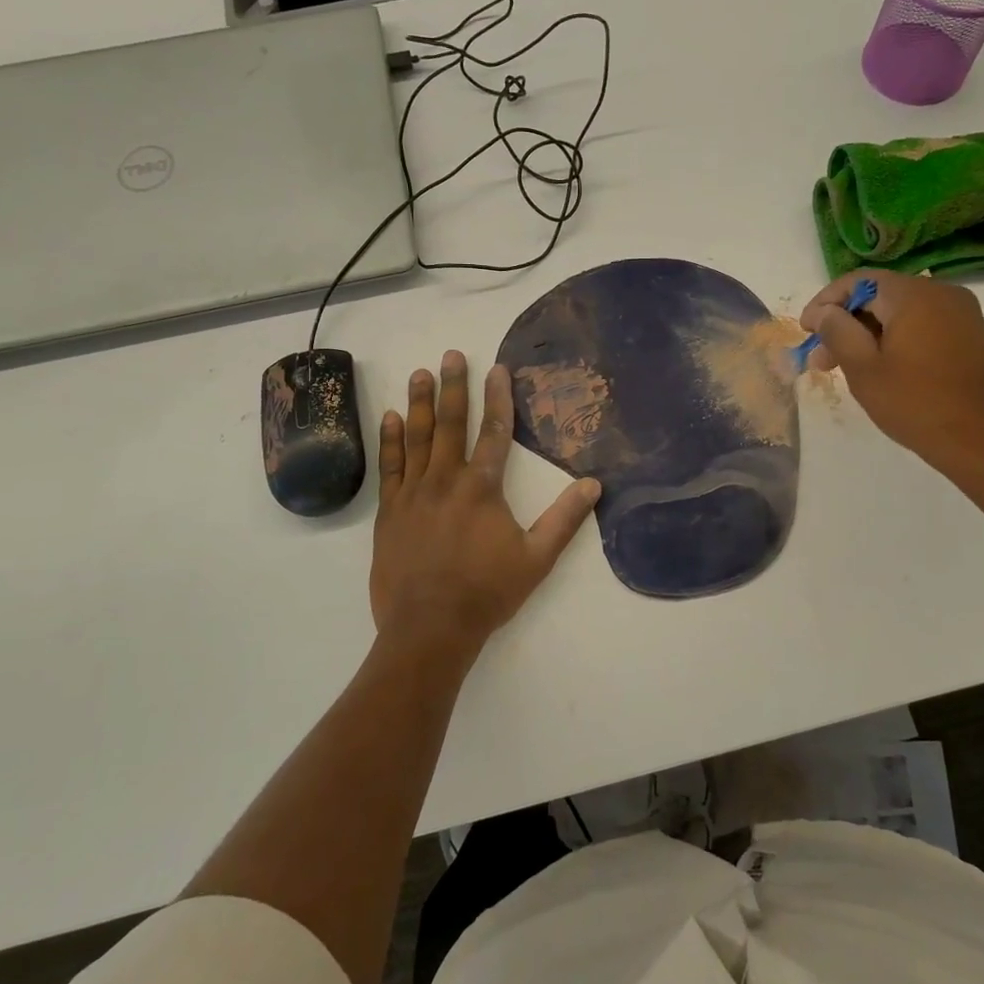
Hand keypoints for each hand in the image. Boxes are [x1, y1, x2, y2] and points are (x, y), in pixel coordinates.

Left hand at [371, 351, 600, 666]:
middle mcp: (446, 480)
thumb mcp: (537, 559)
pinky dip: (391, 440)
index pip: (496, 432)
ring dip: (420, 402)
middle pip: (452, 424)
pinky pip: (390, 466)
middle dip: (454, 387)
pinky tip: (391, 417)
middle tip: (451, 355)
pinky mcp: (389, 511)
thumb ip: (565, 519)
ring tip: (421, 372)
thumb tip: (594, 484)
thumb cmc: (487, 592)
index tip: (498, 368)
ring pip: (417, 438)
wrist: (429, 628)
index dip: (499, 398)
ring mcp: (413, 494)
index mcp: (482, 488)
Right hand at [799, 270, 983, 478]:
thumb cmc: (917, 405)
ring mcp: (960, 313)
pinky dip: (894, 339)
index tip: (806, 331)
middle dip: (845, 322)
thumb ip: (838, 332)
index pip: (858, 281)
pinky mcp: (969, 335)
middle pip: (879, 295)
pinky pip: (921, 324)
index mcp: (914, 295)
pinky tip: (879, 367)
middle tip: (821, 358)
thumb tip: (824, 311)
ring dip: (868, 333)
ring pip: (900, 312)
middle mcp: (941, 293)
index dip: (825, 302)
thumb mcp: (864, 369)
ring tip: (844, 368)